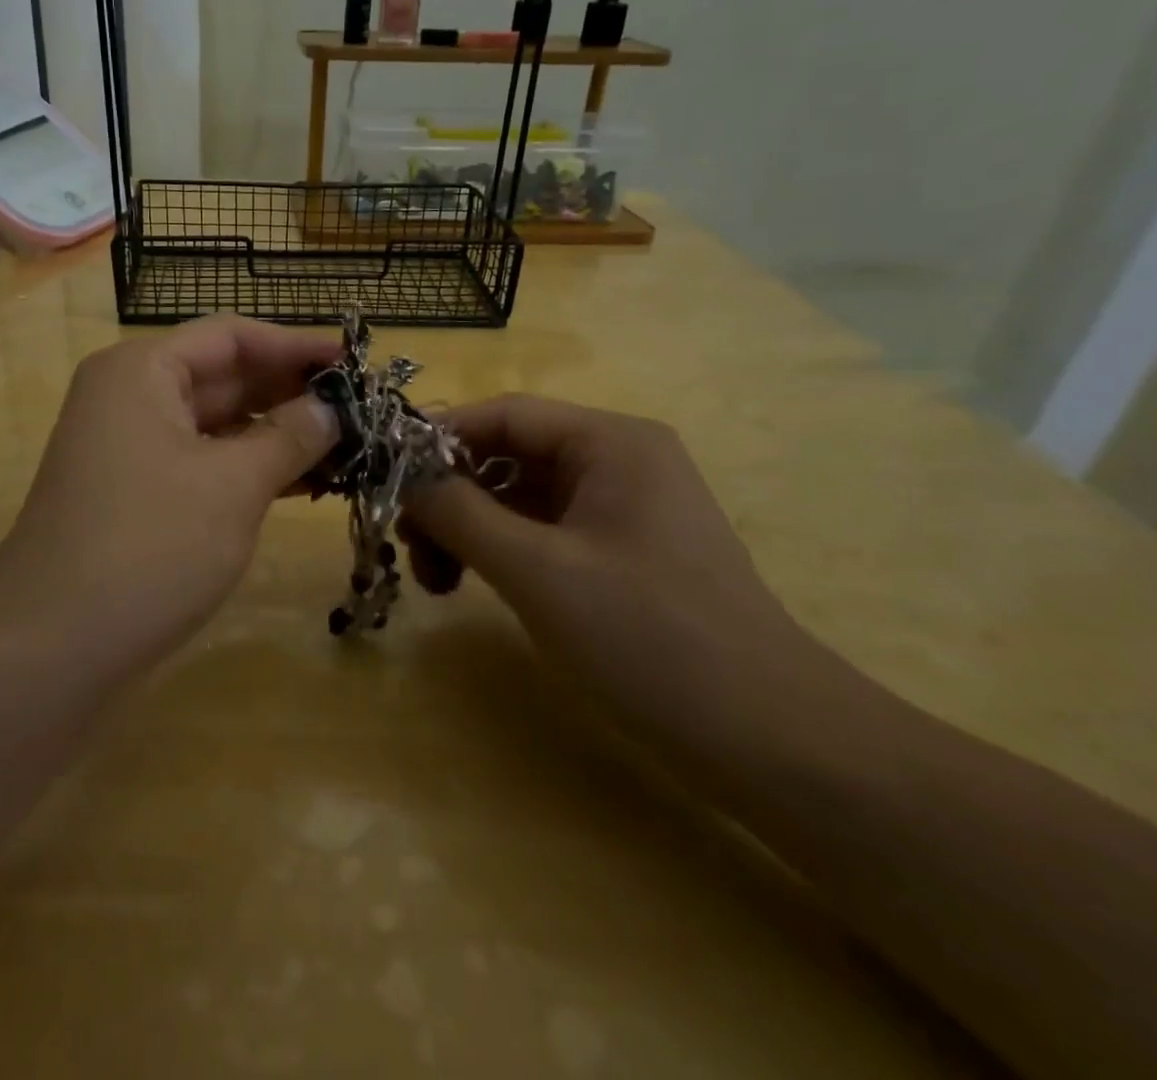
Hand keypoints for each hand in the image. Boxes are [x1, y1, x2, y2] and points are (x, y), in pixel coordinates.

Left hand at [0, 314, 339, 669]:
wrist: (51, 650)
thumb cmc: (150, 546)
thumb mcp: (234, 485)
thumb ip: (289, 436)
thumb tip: (329, 407)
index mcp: (142, 371)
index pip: (231, 337)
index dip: (295, 345)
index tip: (353, 362)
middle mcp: (130, 399)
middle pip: (223, 377)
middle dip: (289, 392)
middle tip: (358, 409)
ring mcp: (130, 450)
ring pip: (216, 425)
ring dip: (275, 434)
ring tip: (344, 446)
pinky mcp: (136, 496)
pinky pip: (203, 463)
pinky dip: (248, 469)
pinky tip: (301, 484)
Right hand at [403, 395, 821, 745]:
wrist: (770, 742)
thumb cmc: (648, 637)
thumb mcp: (537, 570)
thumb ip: (459, 513)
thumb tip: (401, 475)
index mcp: (610, 441)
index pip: (504, 414)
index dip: (438, 439)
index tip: (386, 478)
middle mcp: (618, 461)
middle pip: (509, 456)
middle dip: (451, 495)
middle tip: (409, 545)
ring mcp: (622, 510)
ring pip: (521, 498)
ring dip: (470, 528)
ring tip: (435, 580)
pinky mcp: (621, 555)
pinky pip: (543, 533)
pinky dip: (502, 551)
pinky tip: (472, 585)